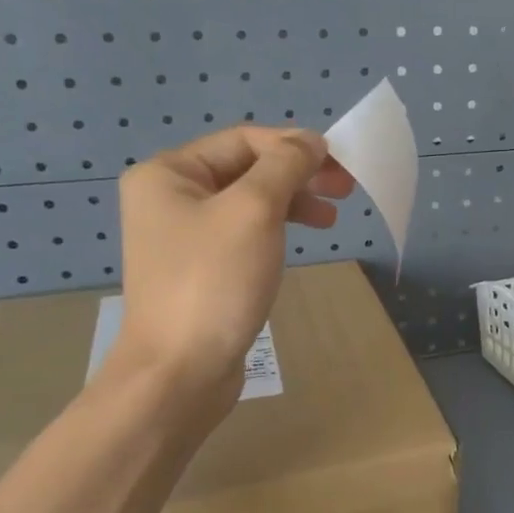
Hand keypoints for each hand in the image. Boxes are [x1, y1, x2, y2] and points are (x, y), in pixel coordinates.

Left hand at [105, 126, 354, 407]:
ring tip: (330, 221)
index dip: (294, 146)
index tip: (341, 167)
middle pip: (246, 169)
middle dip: (297, 175)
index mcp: (168, 173)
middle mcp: (168, 198)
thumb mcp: (254, 211)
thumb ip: (285, 166)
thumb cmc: (215, 282)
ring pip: (248, 203)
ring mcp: (182, 237)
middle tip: (345, 191)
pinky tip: (296, 242)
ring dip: (292, 203)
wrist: (181, 371)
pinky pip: (242, 234)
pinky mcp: (199, 270)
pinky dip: (274, 231)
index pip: (243, 141)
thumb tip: (310, 141)